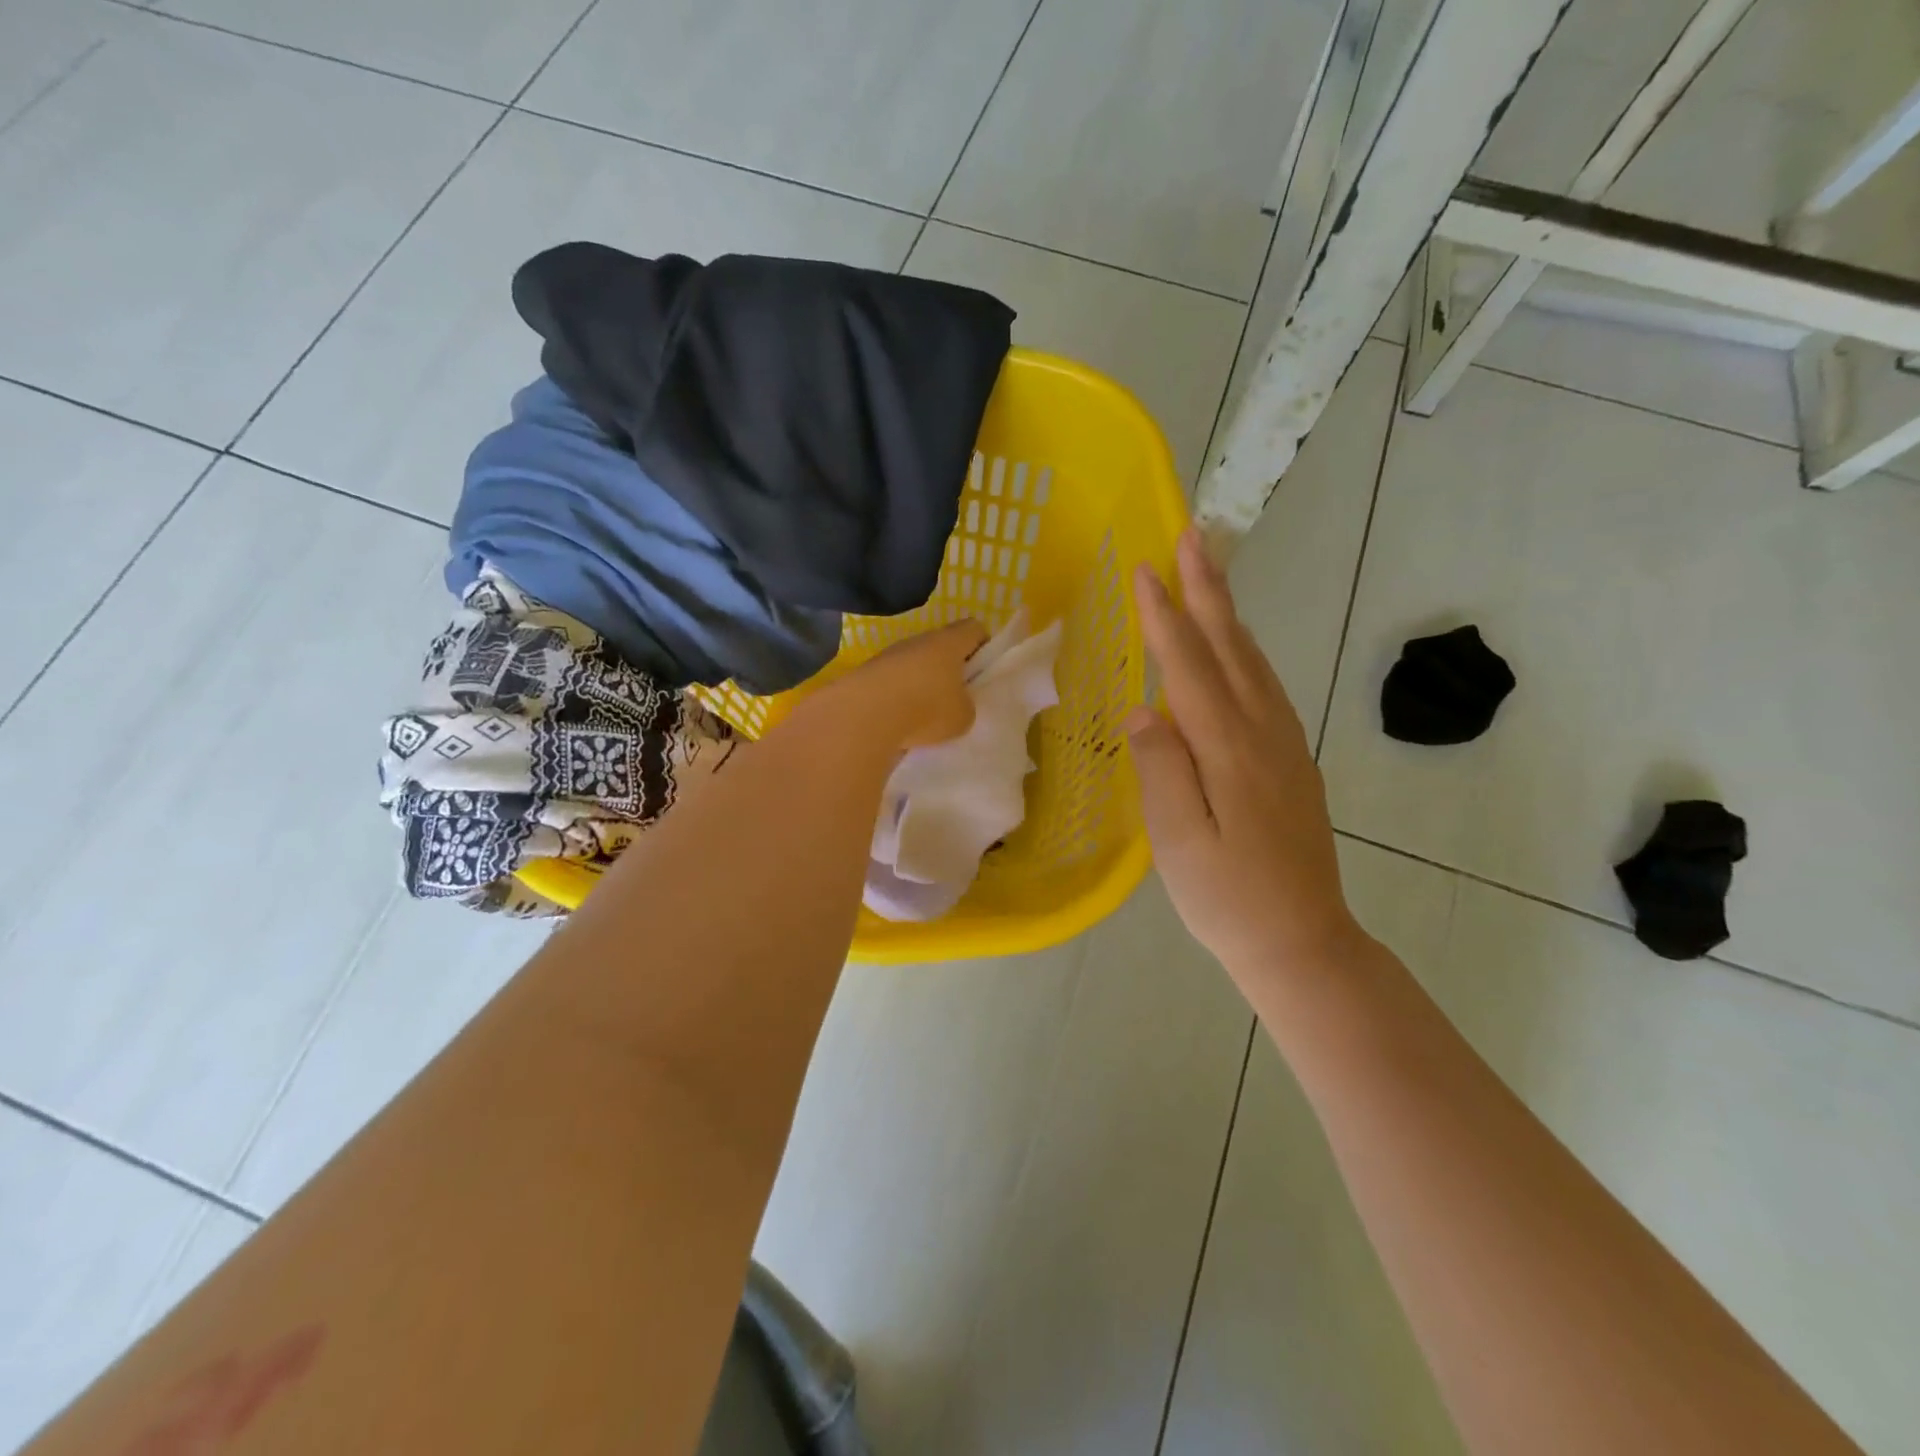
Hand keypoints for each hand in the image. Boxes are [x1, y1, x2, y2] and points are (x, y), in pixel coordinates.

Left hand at [822, 617, 987, 750]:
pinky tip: (899, 720)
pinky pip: (892, 680)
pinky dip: (898, 696)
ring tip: (925, 714)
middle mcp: (918, 640)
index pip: (974, 628)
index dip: (983, 645)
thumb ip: (966, 706)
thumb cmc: (926, 709)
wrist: (863, 715)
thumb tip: (954, 704)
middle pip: (941, 645)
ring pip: (914, 663)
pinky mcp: (867, 673)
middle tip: (956, 697)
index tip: (983, 669)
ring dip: (921, 683)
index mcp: (949, 642)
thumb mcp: (963, 716)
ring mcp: (889, 654)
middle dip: (950, 668)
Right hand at [1127, 530, 1362, 978]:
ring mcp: (1285, 745)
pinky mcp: (1292, 760)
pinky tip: (1235, 649)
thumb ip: (1161, 770)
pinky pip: (1266, 688)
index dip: (1166, 618)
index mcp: (1229, 750)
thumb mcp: (1178, 843)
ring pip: (1255, 663)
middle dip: (1209, 590)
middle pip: (1232, 647)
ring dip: (1229, 613)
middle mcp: (1263, 734)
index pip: (1190, 668)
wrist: (1303, 941)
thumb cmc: (1228, 899)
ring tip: (1209, 575)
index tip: (1145, 570)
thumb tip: (1142, 710)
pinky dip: (1245, 652)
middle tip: (1192, 537)